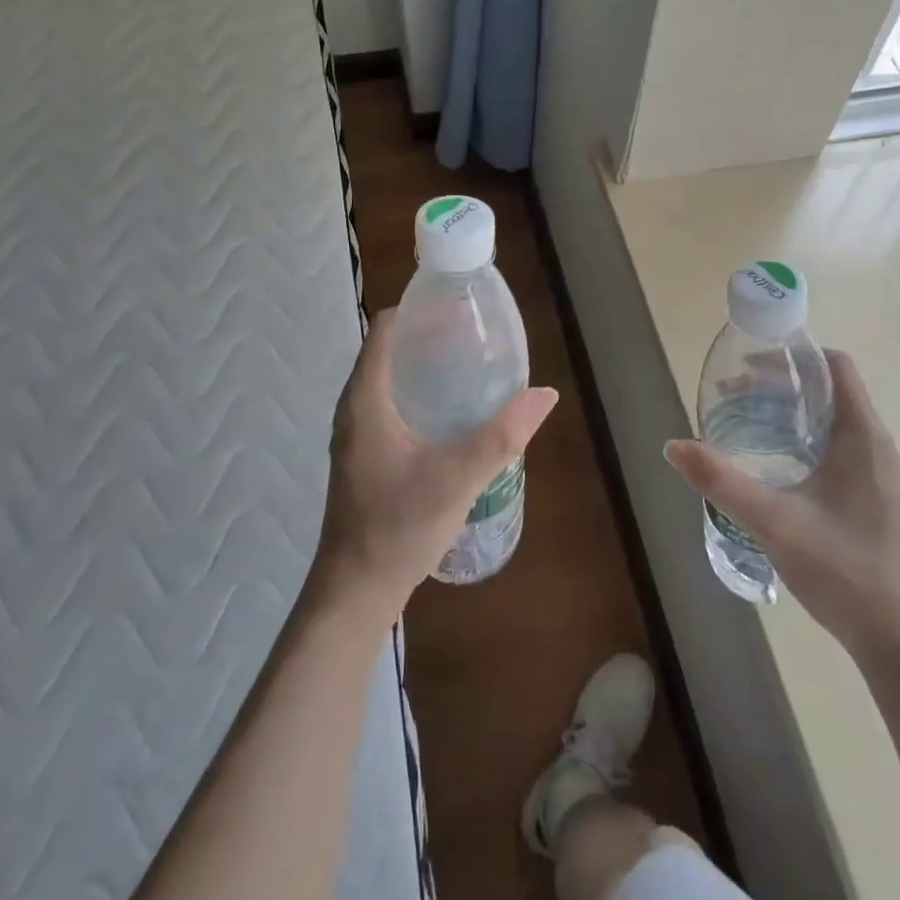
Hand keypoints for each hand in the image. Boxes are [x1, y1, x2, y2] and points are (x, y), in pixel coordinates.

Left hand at [314, 309, 557, 616]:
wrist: (355, 591)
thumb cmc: (398, 527)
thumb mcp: (457, 478)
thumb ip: (502, 435)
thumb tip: (545, 394)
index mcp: (365, 399)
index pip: (385, 329)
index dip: (419, 310)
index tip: (459, 309)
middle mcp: (355, 407)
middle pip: (389, 350)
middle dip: (429, 336)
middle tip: (475, 336)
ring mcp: (357, 433)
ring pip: (389, 378)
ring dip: (424, 365)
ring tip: (469, 365)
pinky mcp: (365, 454)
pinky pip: (390, 403)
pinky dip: (418, 392)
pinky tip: (451, 411)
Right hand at [664, 350, 899, 660]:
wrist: (899, 640)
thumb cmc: (842, 570)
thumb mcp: (773, 521)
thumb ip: (721, 481)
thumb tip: (672, 445)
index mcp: (862, 436)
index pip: (835, 366)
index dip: (794, 356)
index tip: (750, 363)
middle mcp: (877, 445)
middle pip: (829, 390)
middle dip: (780, 385)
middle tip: (733, 394)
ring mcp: (879, 473)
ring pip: (832, 420)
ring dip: (790, 412)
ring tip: (746, 421)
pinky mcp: (874, 496)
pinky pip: (838, 446)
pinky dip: (803, 438)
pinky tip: (774, 463)